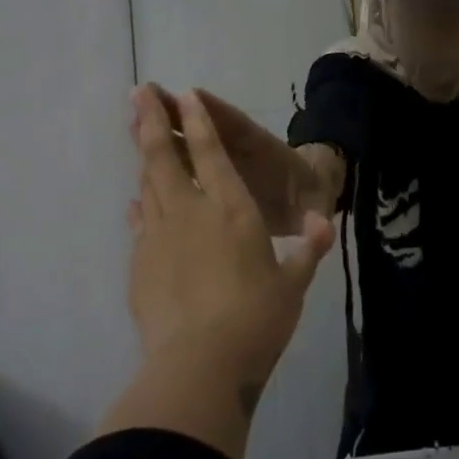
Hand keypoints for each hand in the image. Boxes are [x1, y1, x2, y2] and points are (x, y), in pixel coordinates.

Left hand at [126, 85, 333, 401]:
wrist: (200, 365)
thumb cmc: (257, 318)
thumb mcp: (293, 284)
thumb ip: (308, 250)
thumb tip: (323, 223)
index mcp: (232, 210)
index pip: (212, 154)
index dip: (199, 122)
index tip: (185, 95)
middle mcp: (191, 213)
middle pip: (165, 159)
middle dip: (150, 122)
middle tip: (138, 93)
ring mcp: (159, 238)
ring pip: (148, 185)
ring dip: (142, 156)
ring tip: (135, 132)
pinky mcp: (139, 267)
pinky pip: (139, 223)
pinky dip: (139, 206)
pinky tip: (136, 201)